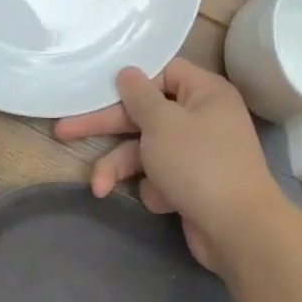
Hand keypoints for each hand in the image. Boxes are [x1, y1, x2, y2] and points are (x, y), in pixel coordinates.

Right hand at [54, 59, 283, 272]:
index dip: (131, 83)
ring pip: (147, 151)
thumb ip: (140, 96)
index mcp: (205, 93)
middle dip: (107, 129)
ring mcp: (198, 154)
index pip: (163, 73)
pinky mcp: (192, 185)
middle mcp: (204, 118)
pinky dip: (155, 188)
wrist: (238, 229)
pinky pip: (161, 177)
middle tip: (64, 132)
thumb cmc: (199, 164)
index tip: (99, 92)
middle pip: (146, 115)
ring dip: (121, 168)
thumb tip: (128, 71)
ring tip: (98, 187)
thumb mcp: (162, 123)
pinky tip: (163, 202)